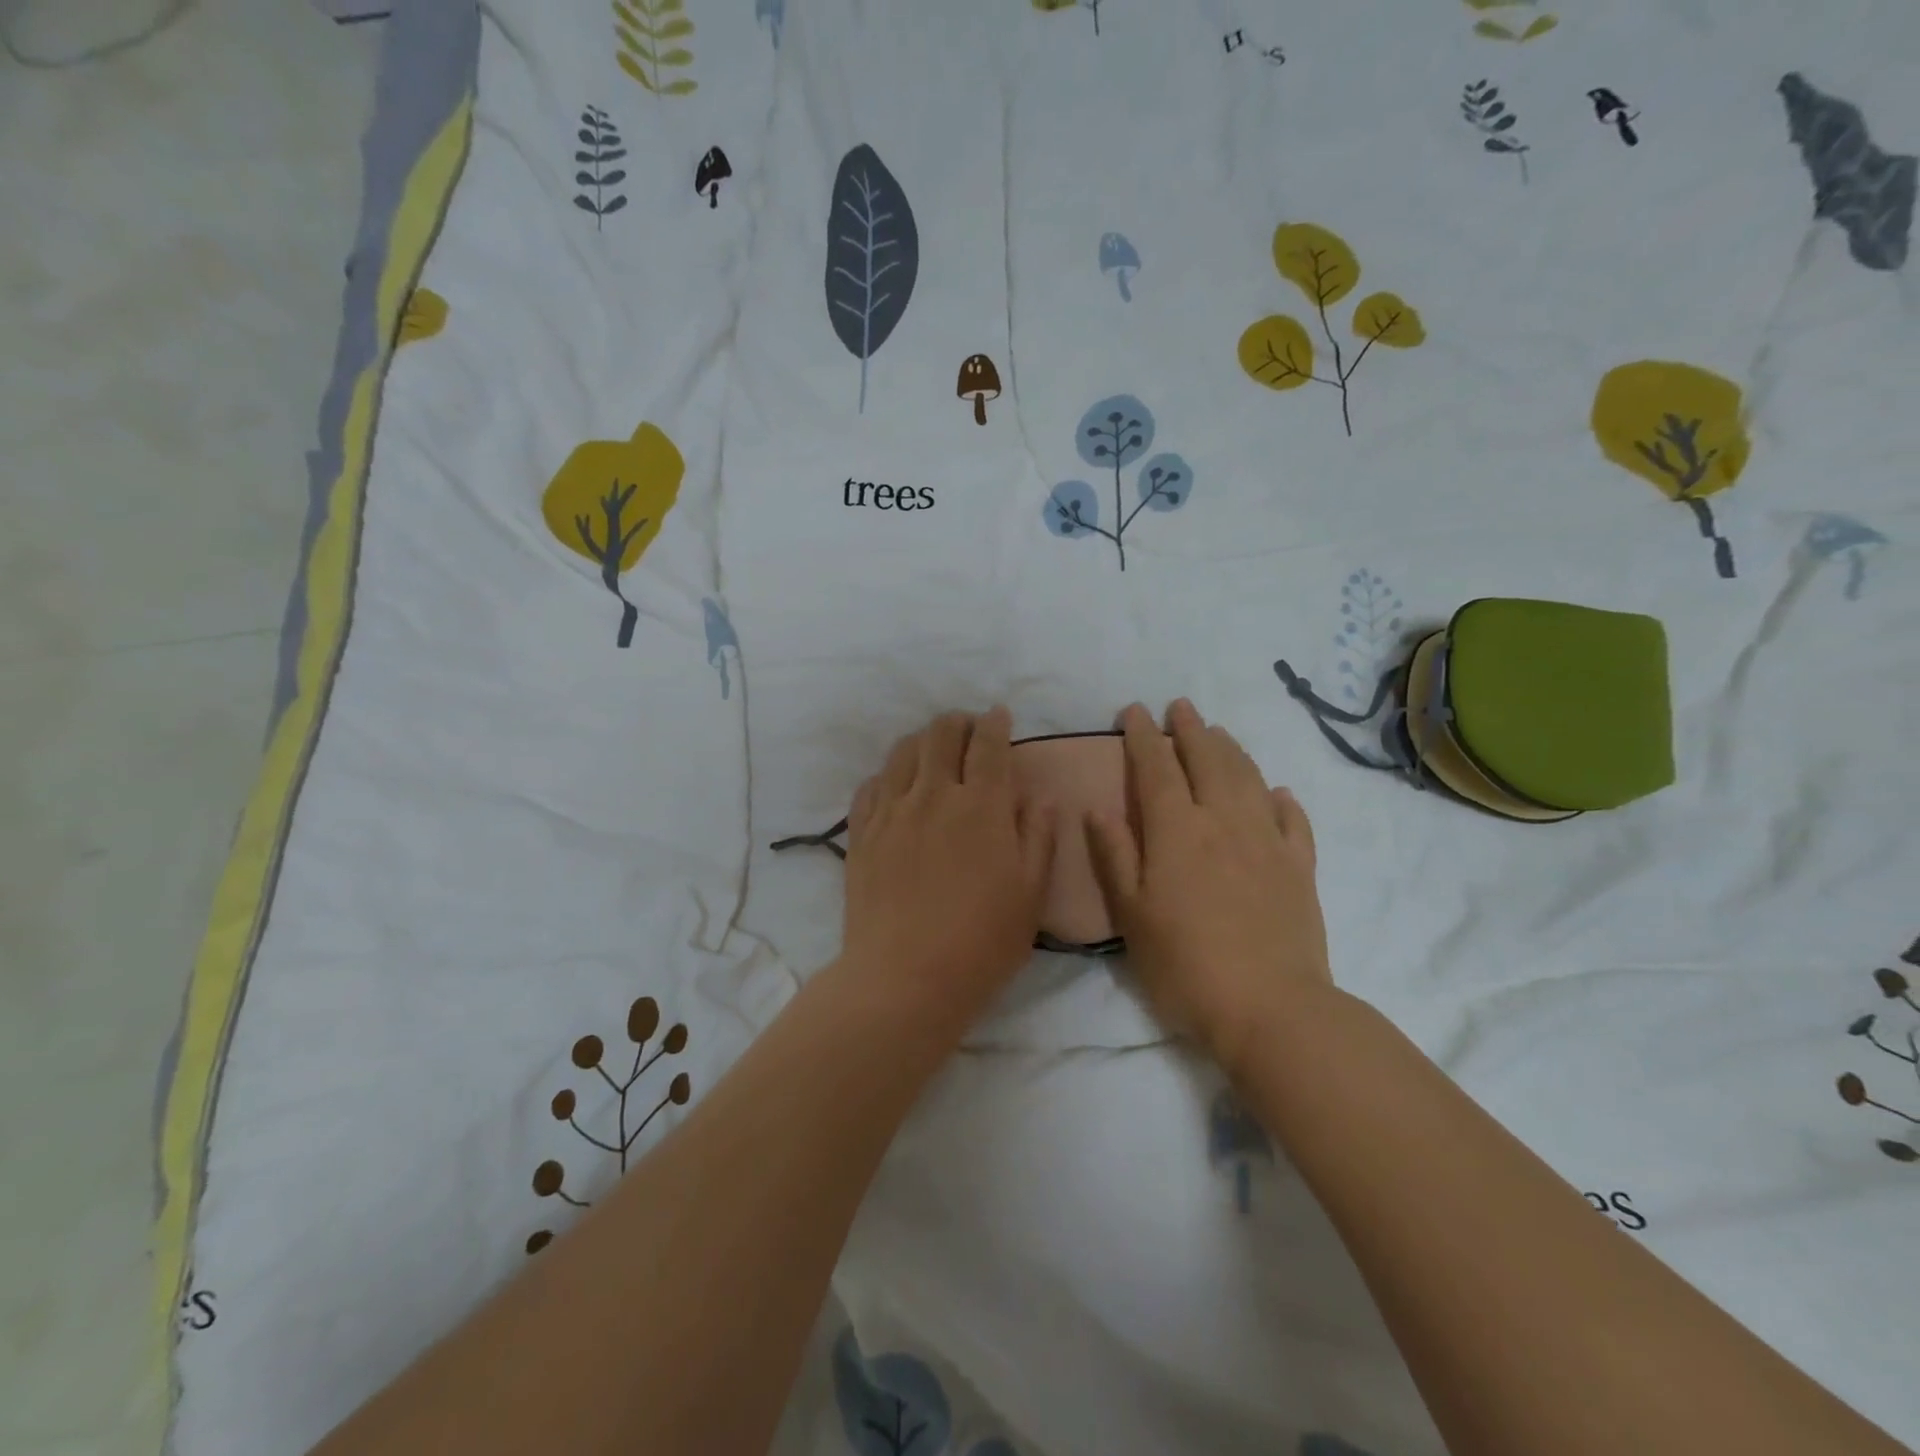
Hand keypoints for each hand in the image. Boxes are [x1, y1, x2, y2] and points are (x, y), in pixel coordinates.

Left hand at [841, 708, 1057, 1027]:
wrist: (904, 978)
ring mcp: (892, 812)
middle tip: (968, 732)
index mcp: (982, 806)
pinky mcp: (862, 834)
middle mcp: (934, 795)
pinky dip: (888, 775)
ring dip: (922, 741)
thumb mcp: (1030, 894)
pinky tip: (896, 787)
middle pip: (941, 734)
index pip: (988, 744)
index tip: (999, 717)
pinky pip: (871, 785)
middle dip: (958, 723)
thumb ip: (1038, 837)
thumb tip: (1039, 796)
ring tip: (932, 752)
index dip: (995, 723)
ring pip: (902, 752)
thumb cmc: (981, 942)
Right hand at [1085, 700, 1332, 1073]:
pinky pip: (1292, 819)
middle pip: (1207, 760)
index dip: (1143, 736)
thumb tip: (1097, 808)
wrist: (1271, 1008)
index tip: (1134, 711)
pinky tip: (1276, 791)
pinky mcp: (1300, 867)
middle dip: (1190, 729)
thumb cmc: (1185, 964)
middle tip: (1180, 706)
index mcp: (1177, 830)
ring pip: (1249, 778)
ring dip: (1231, 749)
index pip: (1156, 768)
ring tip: (1218, 732)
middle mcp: (1223, 821)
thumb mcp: (1131, 914)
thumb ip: (1114, 855)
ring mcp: (1267, 841)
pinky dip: (1281, 798)